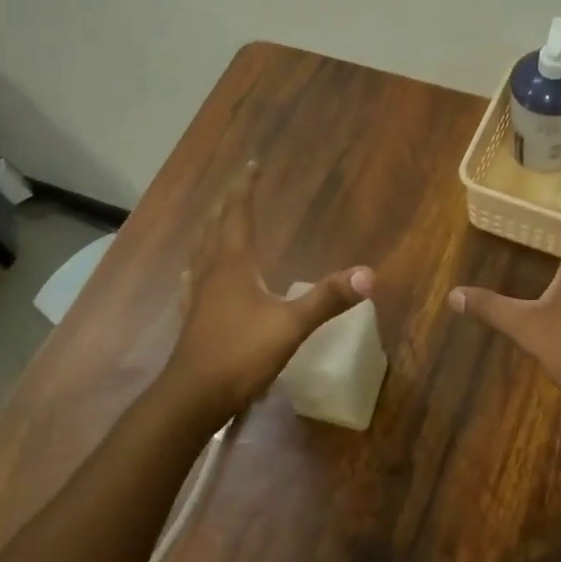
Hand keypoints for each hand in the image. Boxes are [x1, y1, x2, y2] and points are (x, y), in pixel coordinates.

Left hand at [164, 161, 375, 418]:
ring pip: (202, 252)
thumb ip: (328, 298)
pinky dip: (197, 266)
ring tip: (216, 220)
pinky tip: (191, 273)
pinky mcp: (193, 319)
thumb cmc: (241, 354)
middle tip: (238, 185)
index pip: (237, 214)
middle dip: (228, 204)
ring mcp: (198, 296)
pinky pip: (193, 281)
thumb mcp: (291, 325)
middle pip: (216, 228)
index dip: (244, 188)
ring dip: (211, 230)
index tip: (251, 164)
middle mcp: (211, 272)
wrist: (194, 397)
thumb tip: (369, 275)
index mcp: (233, 264)